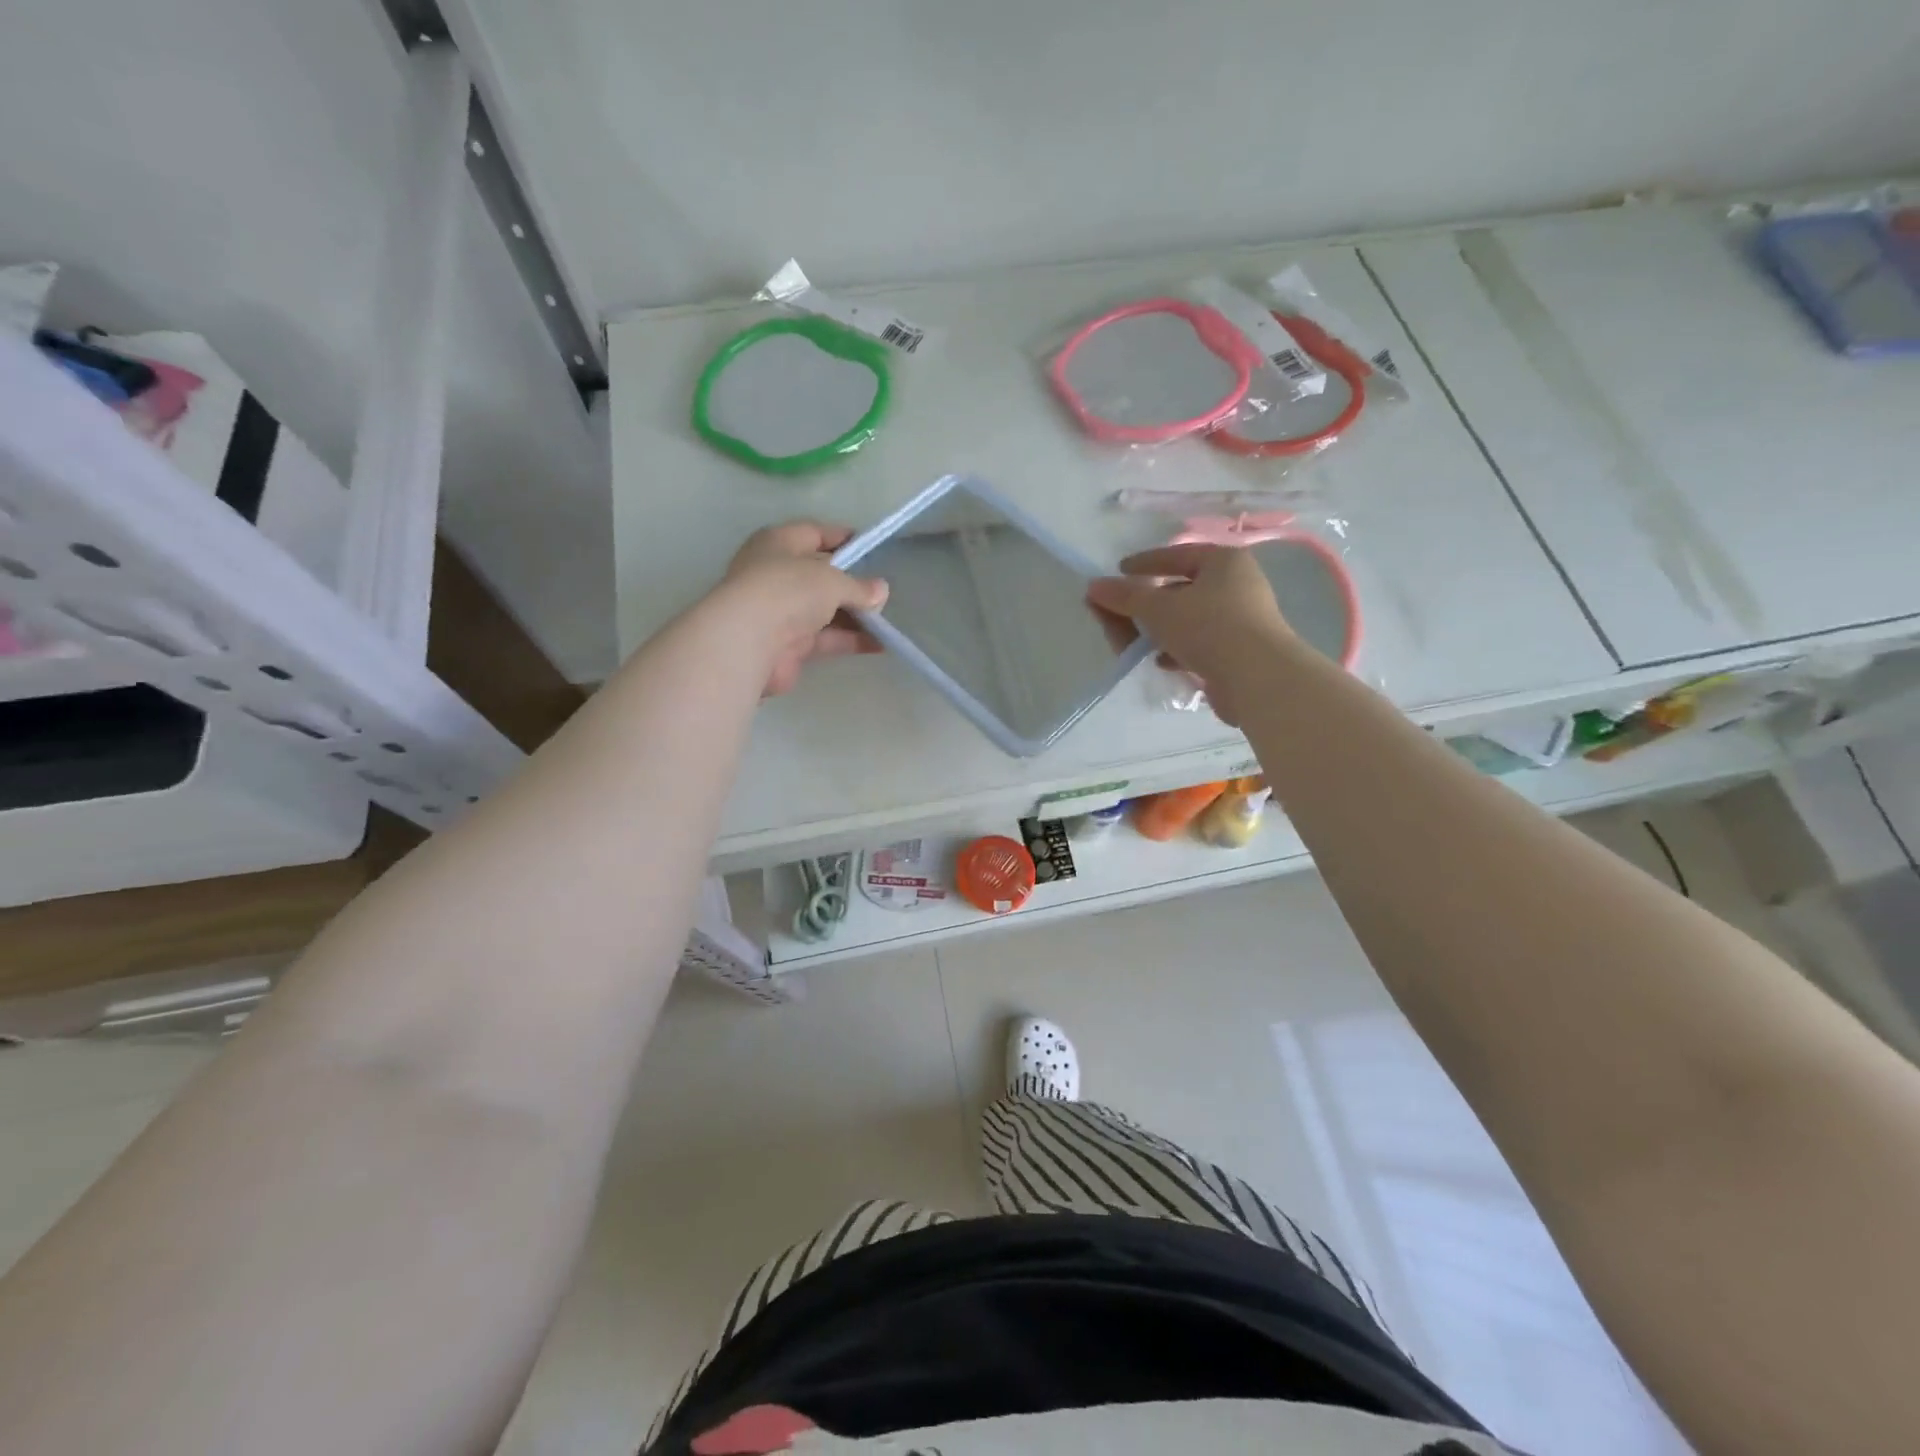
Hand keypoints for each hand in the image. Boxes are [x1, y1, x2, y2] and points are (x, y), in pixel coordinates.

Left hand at [721, 521, 888, 695]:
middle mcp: (776, 574)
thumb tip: (881, 591)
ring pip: (824, 610)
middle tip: (882, 591)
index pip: (814, 533)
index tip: (870, 547)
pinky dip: (849, 640)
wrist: (750, 641)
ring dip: (854, 616)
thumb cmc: (788, 590)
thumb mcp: (832, 580)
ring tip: (886, 621)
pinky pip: (825, 639)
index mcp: (778, 543)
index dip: (842, 538)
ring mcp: (781, 611)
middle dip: (852, 584)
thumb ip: (859, 587)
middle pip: (820, 575)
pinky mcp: (787, 644)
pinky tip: (879, 645)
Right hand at [1086, 545, 1292, 725]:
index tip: (1118, 571)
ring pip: (1189, 619)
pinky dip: (1177, 650)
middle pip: (1181, 589)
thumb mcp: (1157, 608)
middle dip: (1146, 603)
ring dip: (1159, 630)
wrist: (1257, 679)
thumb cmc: (1208, 628)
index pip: (1177, 555)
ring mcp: (1242, 621)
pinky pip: (1200, 644)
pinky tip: (1161, 662)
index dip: (1144, 563)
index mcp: (1224, 561)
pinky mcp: (1240, 652)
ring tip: (1132, 643)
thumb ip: (1124, 596)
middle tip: (1118, 612)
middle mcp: (1238, 585)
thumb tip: (1093, 586)